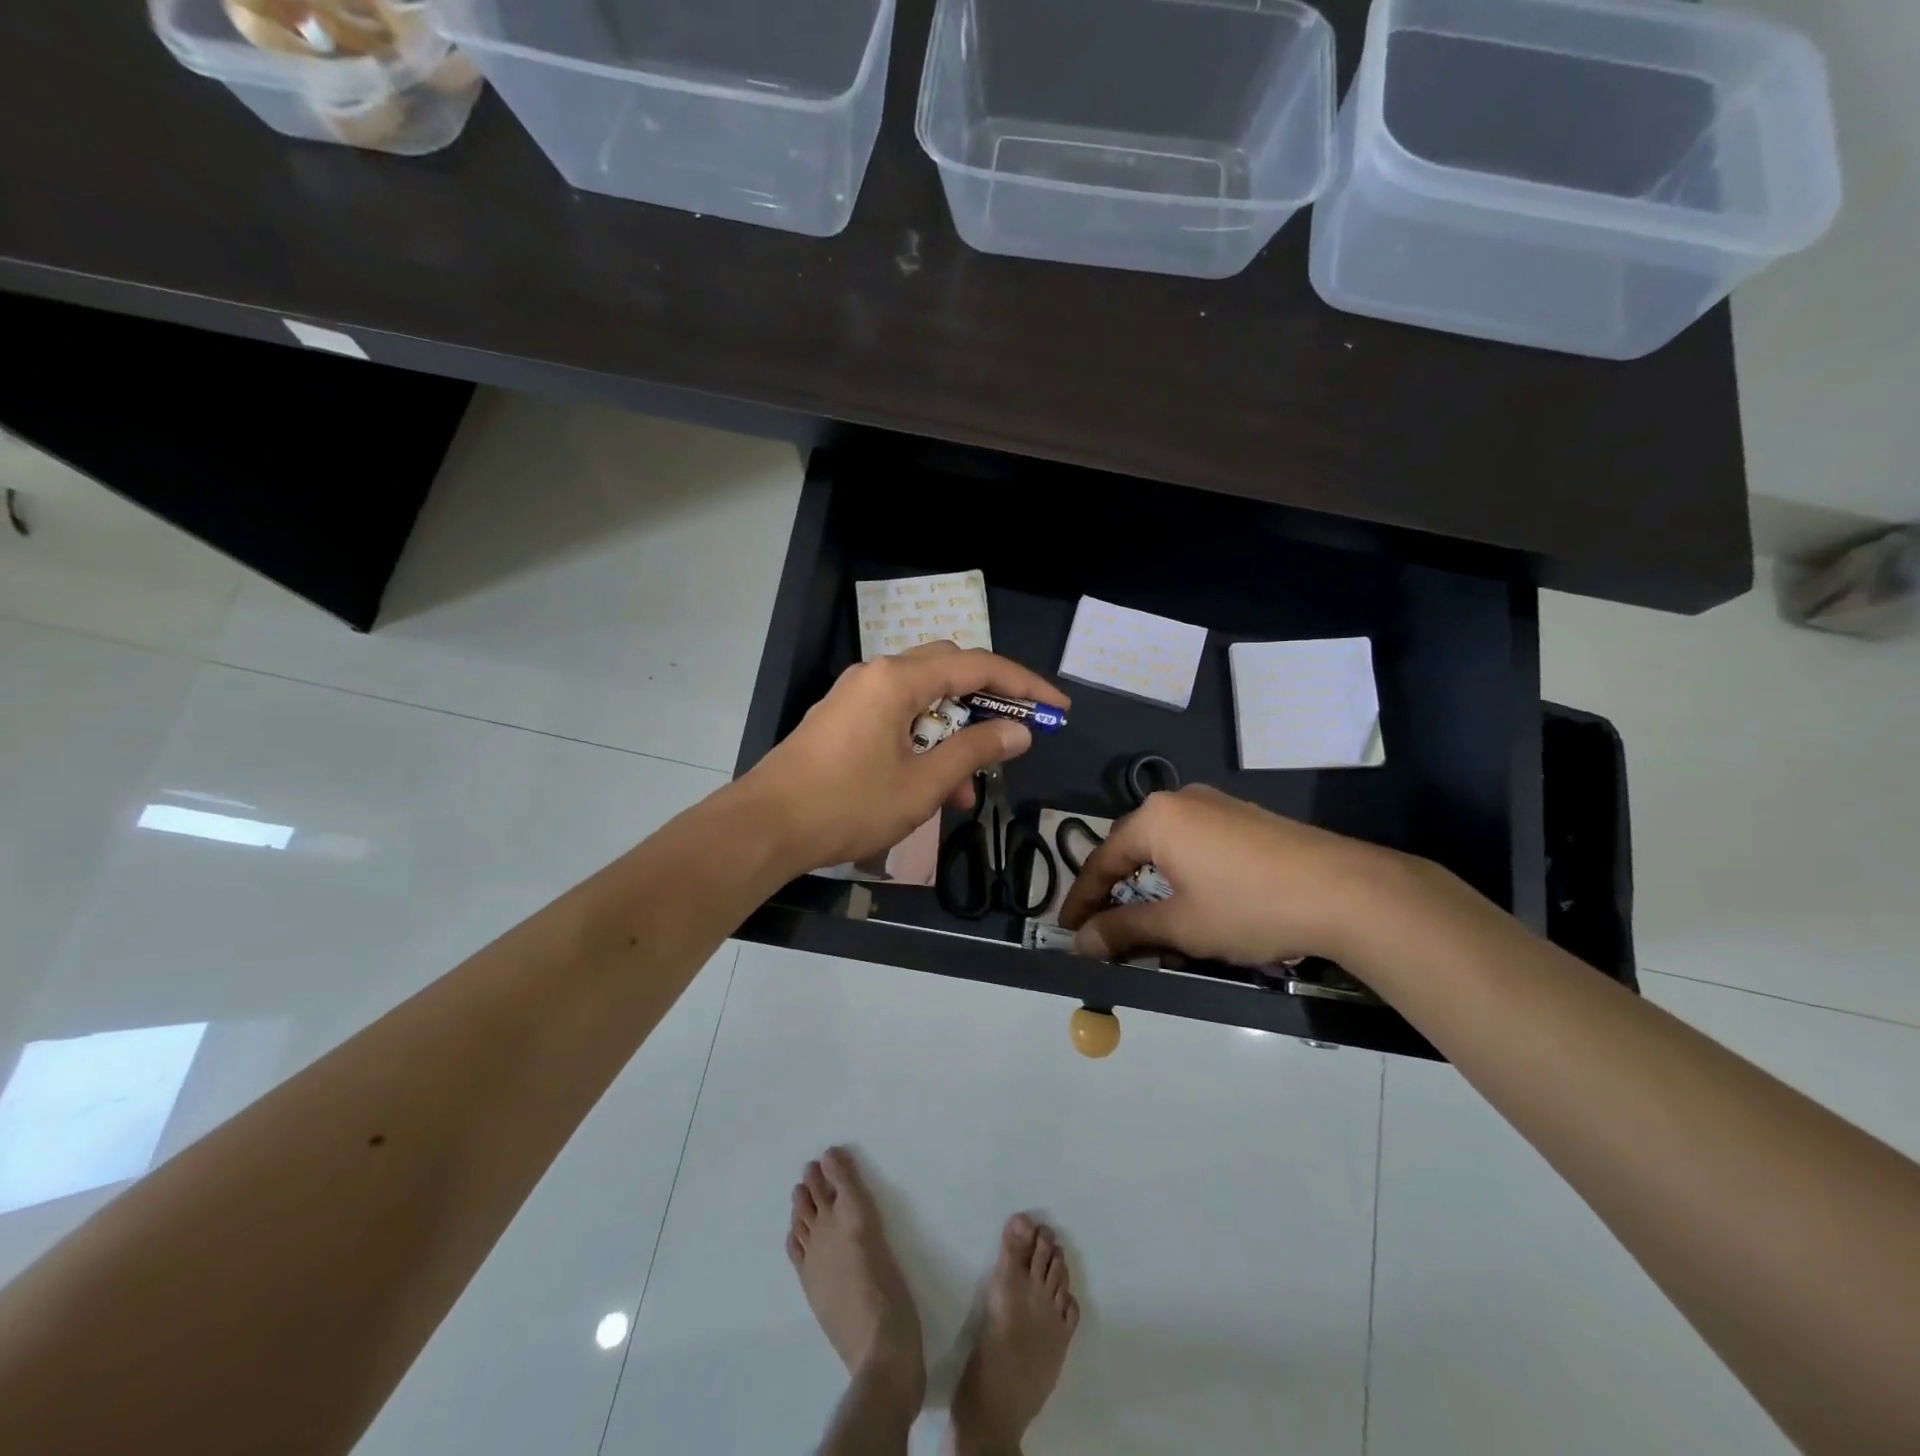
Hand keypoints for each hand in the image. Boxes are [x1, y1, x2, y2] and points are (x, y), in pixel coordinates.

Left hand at [742, 641, 1069, 875]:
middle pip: (949, 671)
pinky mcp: (842, 719)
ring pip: (923, 700)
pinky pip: (897, 717)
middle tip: (1017, 734)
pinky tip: (933, 785)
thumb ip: (975, 751)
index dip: (1023, 685)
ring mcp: (855, 696)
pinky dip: (924, 742)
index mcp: (898, 680)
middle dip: (988, 702)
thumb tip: (1019, 730)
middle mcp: (877, 675)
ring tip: (969, 787)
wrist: (764, 828)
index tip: (1057, 709)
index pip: (977, 666)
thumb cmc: (847, 805)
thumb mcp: (922, 784)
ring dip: (953, 733)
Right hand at [1057, 785, 1392, 965]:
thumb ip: (1124, 930)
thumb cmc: (1249, 906)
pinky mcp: (1245, 817)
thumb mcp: (1181, 925)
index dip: (1081, 899)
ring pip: (1166, 844)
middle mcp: (1180, 800)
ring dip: (1149, 879)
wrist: (1346, 891)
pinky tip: (1193, 896)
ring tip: (1146, 915)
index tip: (1067, 929)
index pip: (1101, 860)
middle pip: (1132, 846)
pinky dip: (1182, 870)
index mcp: (1155, 819)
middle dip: (1115, 886)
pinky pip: (1196, 841)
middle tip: (1104, 924)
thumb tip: (1079, 942)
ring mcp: (1217, 804)